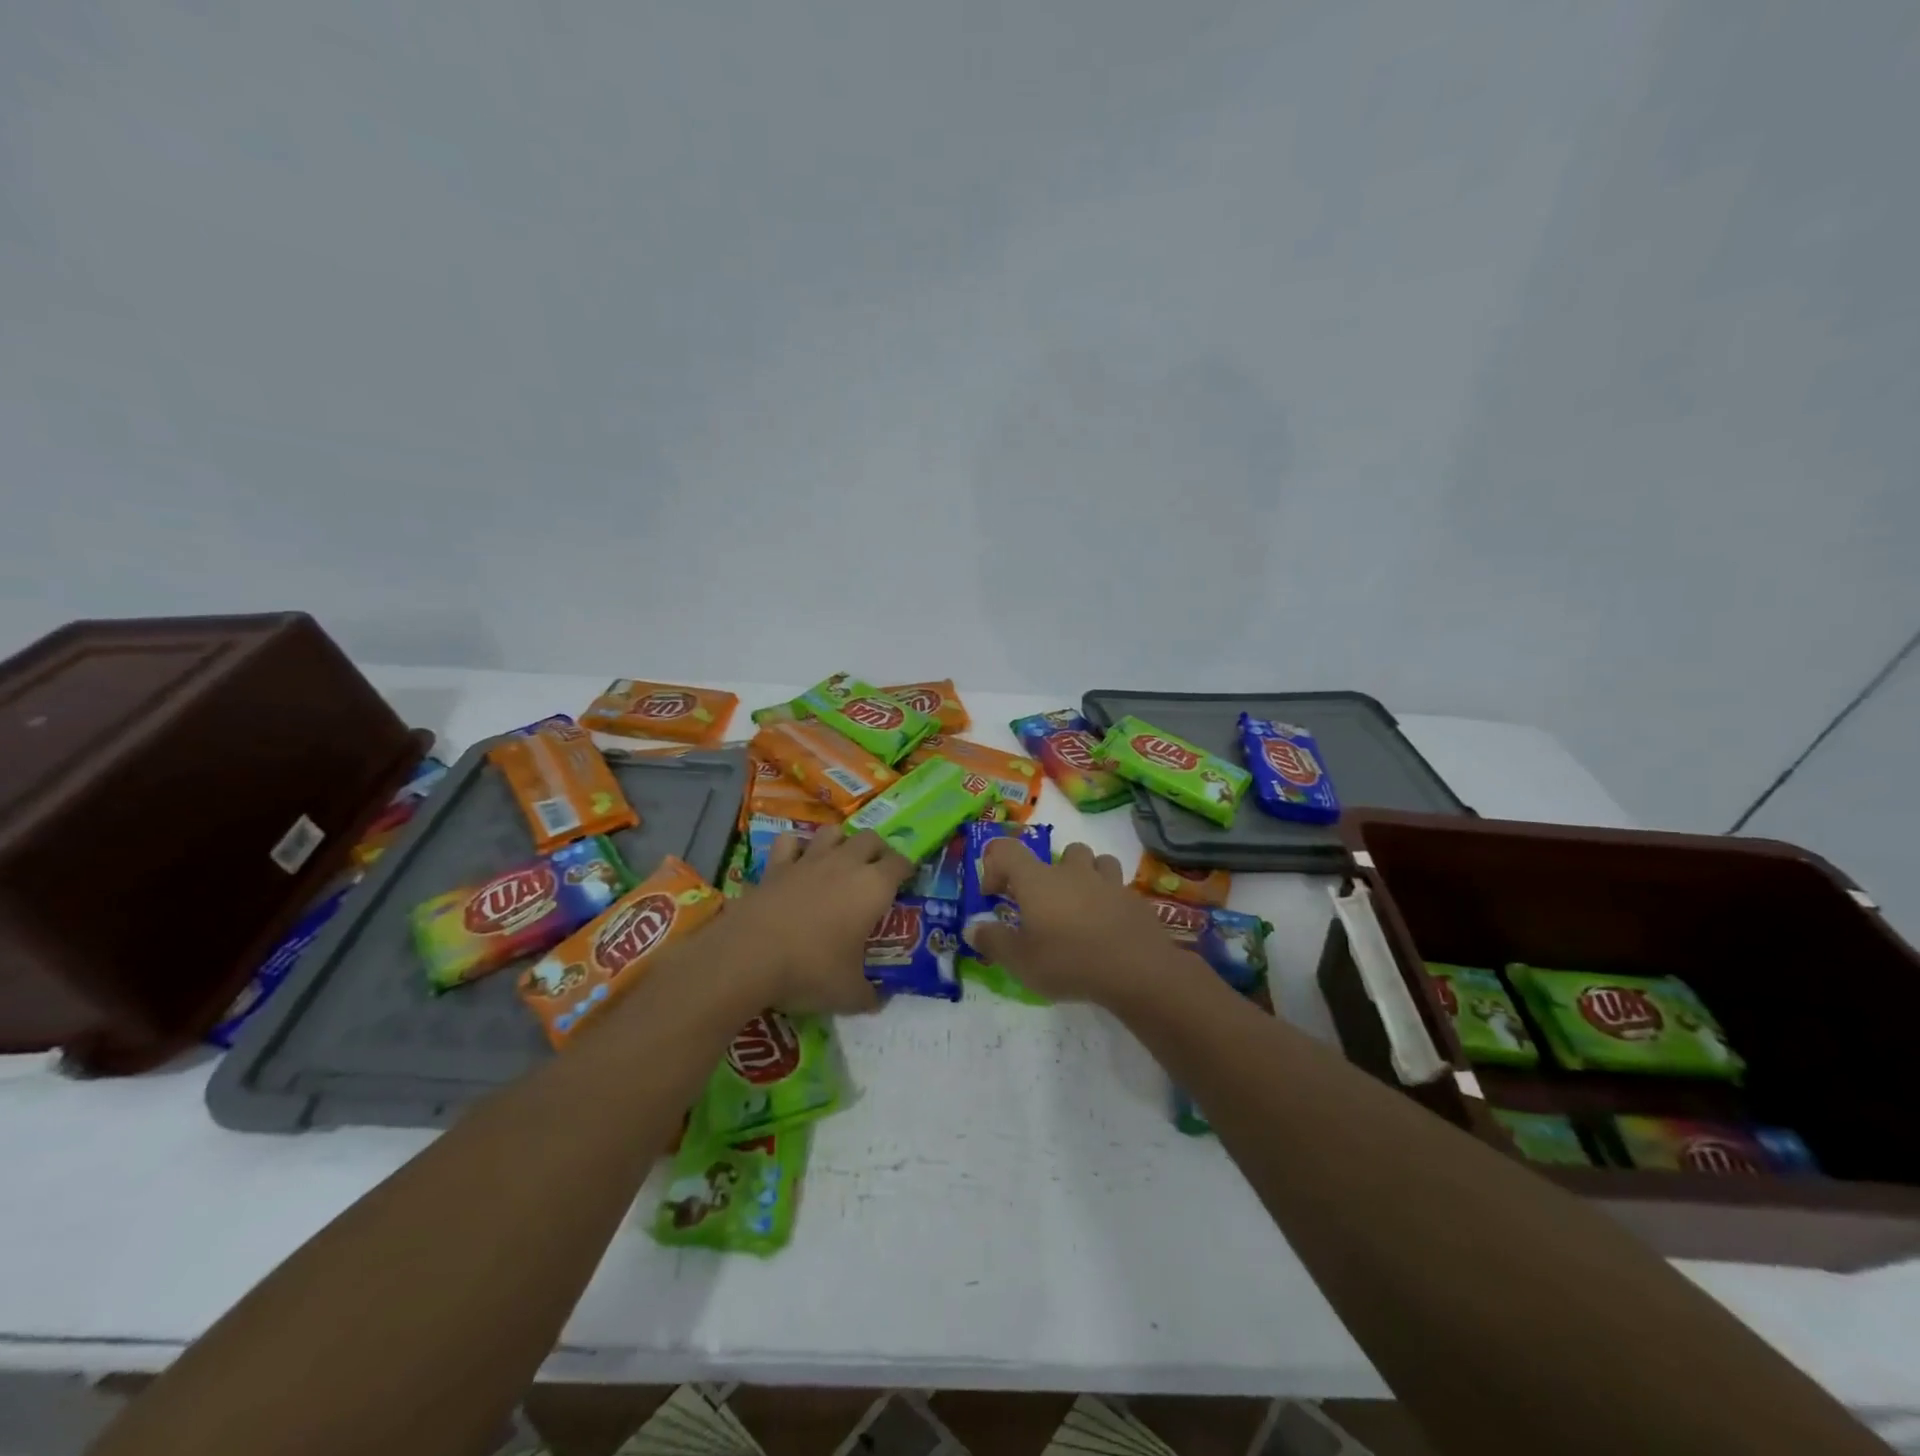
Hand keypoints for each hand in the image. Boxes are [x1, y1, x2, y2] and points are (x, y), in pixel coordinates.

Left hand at [711, 828, 912, 1014]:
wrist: (749, 956)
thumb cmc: (810, 970)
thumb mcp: (848, 994)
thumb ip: (869, 995)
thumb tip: (880, 1001)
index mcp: (873, 888)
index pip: (901, 863)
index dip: (907, 870)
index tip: (907, 884)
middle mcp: (846, 864)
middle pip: (870, 838)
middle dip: (878, 851)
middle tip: (877, 872)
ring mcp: (809, 861)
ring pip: (833, 832)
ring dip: (841, 842)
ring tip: (840, 862)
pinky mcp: (776, 866)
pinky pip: (790, 842)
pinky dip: (796, 847)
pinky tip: (797, 861)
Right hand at [966, 839, 1178, 1005]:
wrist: (1136, 970)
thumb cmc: (1068, 961)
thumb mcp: (1020, 961)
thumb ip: (993, 942)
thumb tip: (972, 928)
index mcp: (1038, 880)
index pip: (1007, 850)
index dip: (994, 866)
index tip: (994, 895)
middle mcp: (1072, 872)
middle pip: (1062, 852)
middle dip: (1051, 872)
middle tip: (1046, 904)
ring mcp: (1108, 882)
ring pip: (1097, 861)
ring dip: (1087, 875)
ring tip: (1081, 905)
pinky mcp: (1134, 899)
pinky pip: (1119, 888)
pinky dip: (1111, 900)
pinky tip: (1108, 927)